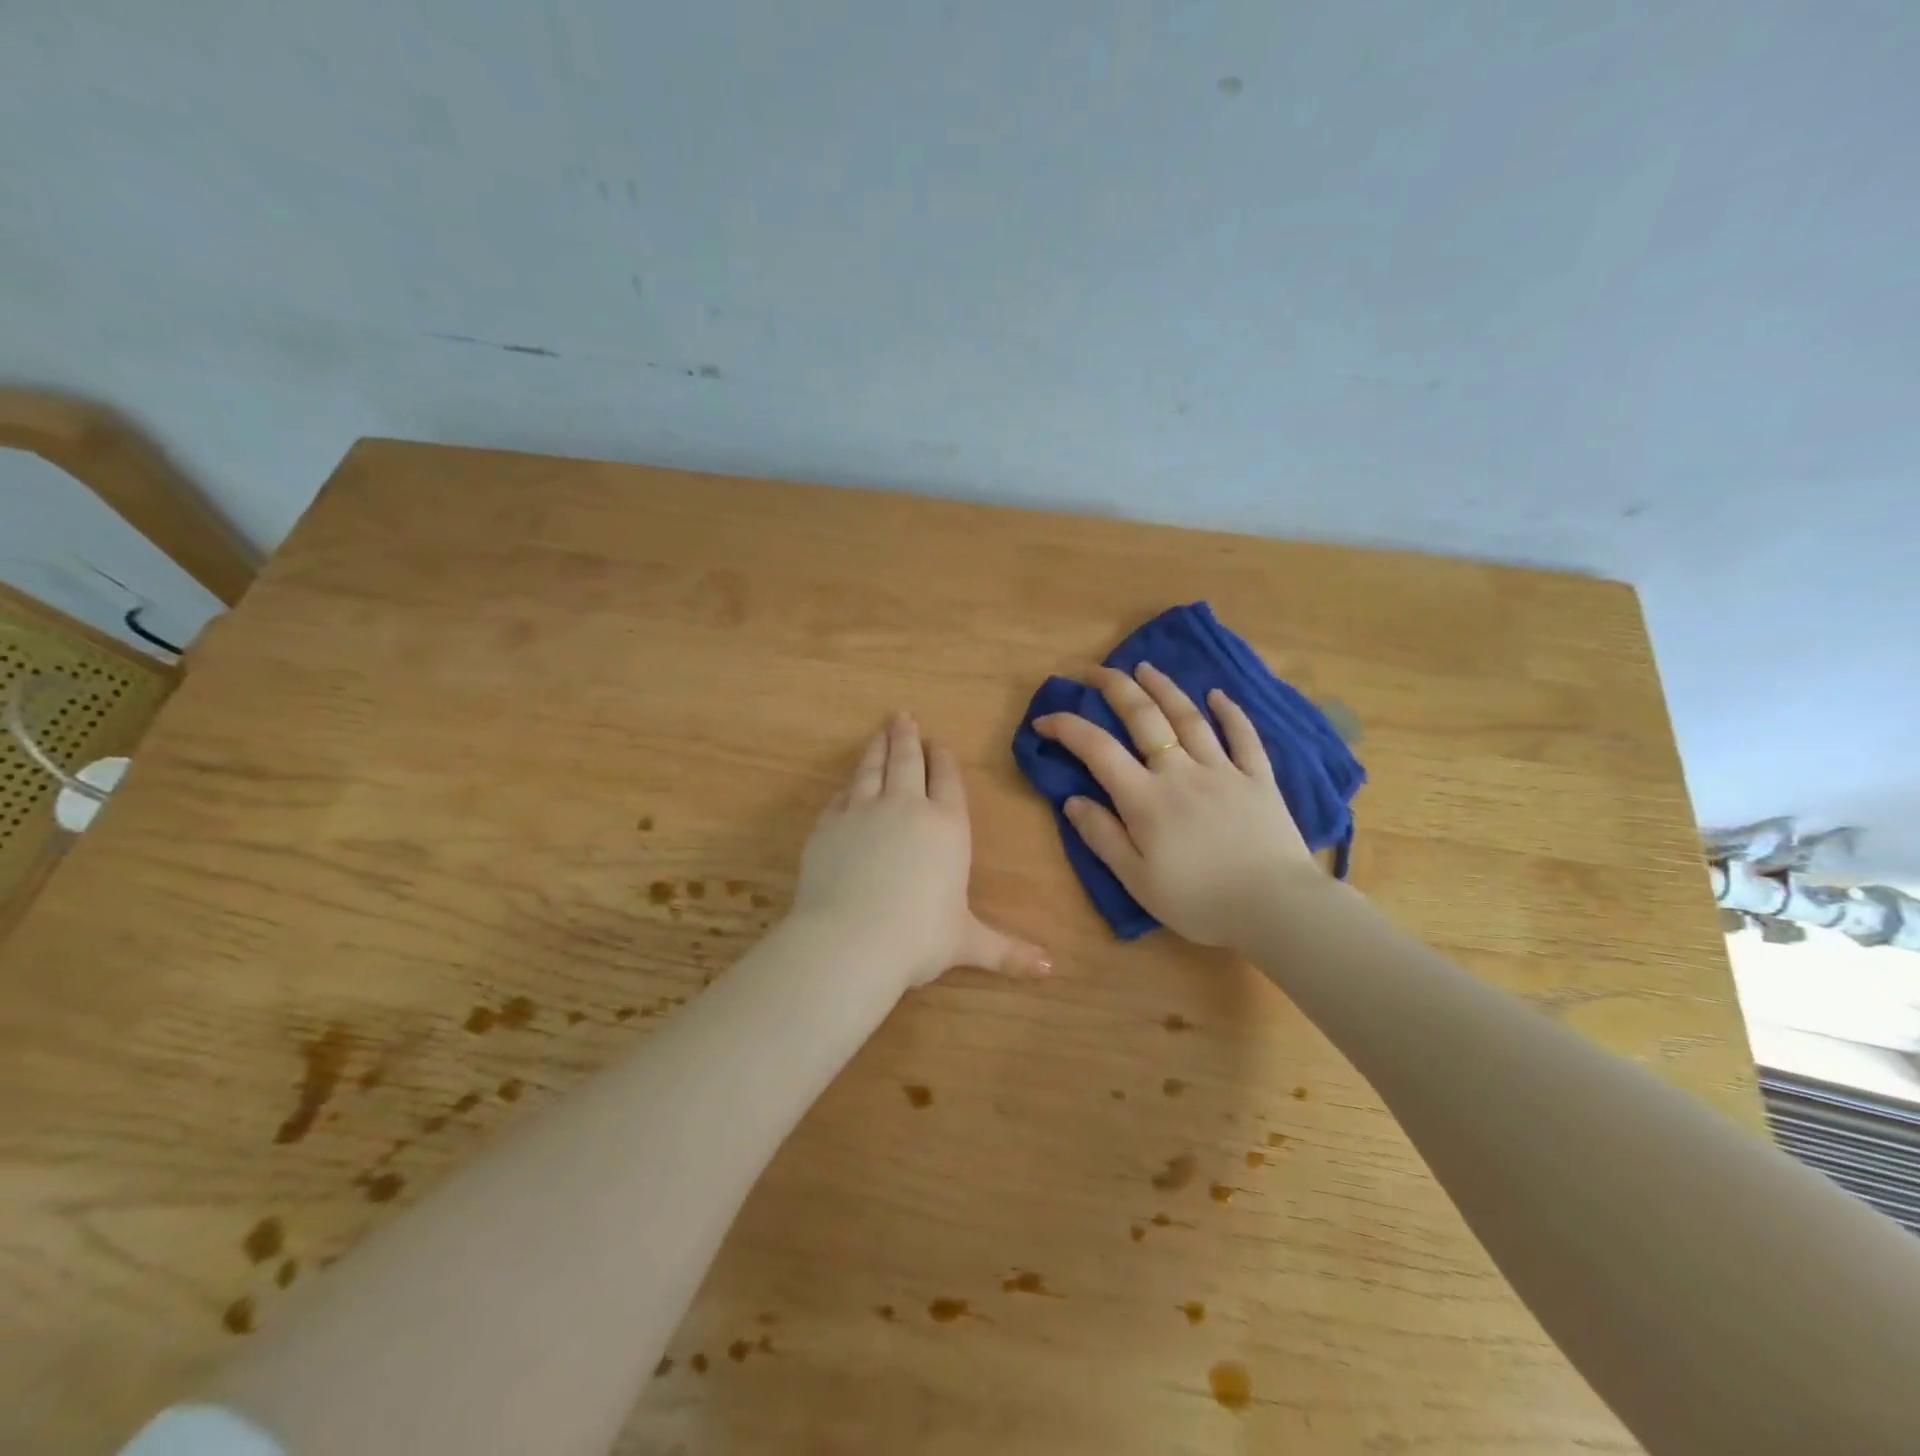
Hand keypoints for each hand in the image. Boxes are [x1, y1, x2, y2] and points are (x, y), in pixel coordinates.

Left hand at [794, 713, 1050, 989]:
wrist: (852, 940)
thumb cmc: (920, 938)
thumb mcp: (968, 943)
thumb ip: (1008, 951)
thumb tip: (1051, 970)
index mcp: (947, 826)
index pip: (947, 780)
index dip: (943, 759)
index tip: (938, 742)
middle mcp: (907, 807)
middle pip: (907, 761)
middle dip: (907, 737)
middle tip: (902, 716)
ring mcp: (863, 811)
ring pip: (872, 769)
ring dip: (877, 748)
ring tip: (879, 732)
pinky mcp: (829, 825)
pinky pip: (841, 796)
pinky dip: (848, 785)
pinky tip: (848, 784)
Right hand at [1033, 663, 1320, 946]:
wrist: (1275, 908)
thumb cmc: (1199, 901)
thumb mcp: (1137, 880)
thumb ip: (1103, 837)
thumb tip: (1072, 800)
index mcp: (1145, 799)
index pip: (1097, 749)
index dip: (1066, 728)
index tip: (1044, 720)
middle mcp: (1180, 772)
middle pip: (1144, 717)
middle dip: (1114, 687)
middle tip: (1094, 670)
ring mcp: (1223, 770)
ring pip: (1189, 716)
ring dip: (1164, 687)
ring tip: (1145, 667)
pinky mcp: (1258, 778)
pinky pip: (1244, 736)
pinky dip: (1230, 712)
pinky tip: (1218, 694)